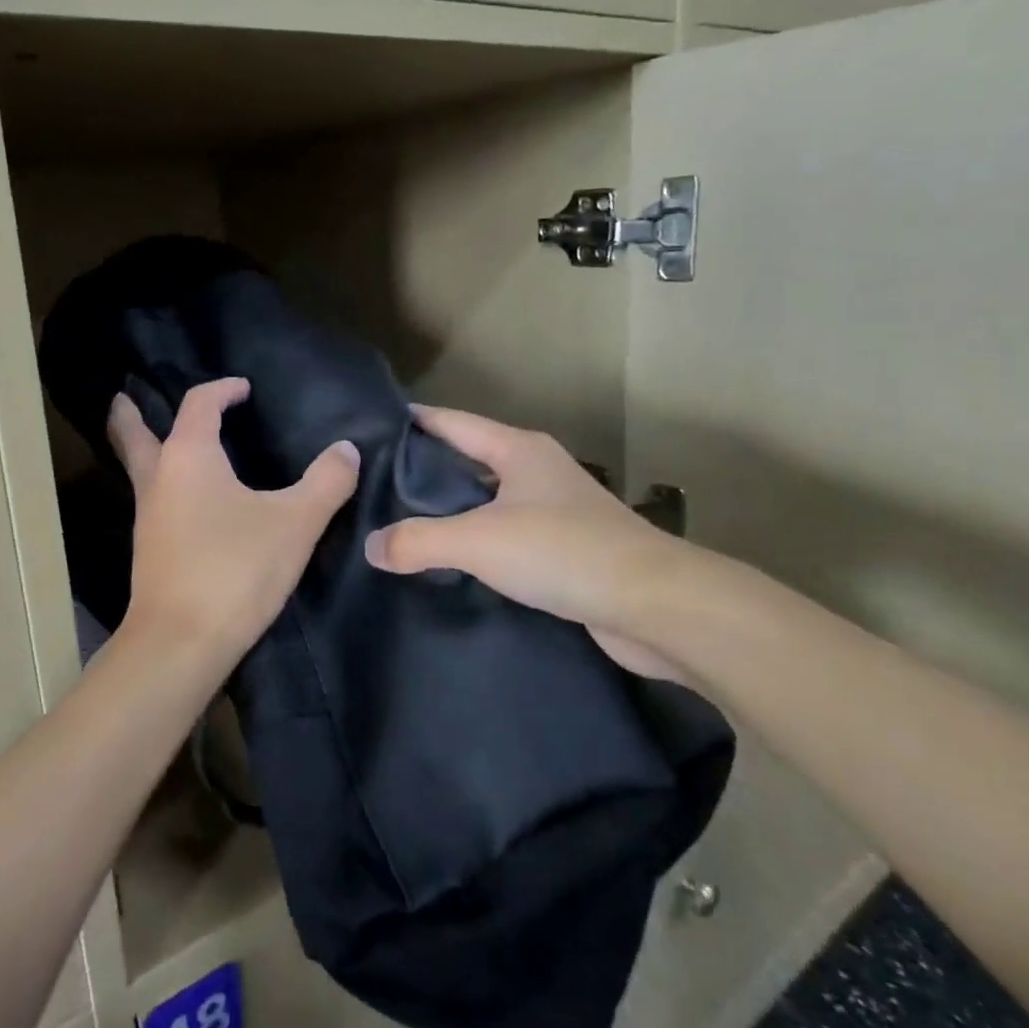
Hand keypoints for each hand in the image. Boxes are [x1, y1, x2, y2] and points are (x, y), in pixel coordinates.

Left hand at [109, 377, 359, 671]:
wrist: (182, 641)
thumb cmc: (236, 568)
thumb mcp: (295, 523)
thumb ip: (326, 482)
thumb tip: (346, 450)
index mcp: (189, 456)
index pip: (198, 404)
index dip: (222, 389)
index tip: (243, 390)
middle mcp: (158, 478)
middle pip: (132, 433)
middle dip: (130, 414)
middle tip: (126, 396)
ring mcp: (147, 516)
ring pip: (139, 468)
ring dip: (146, 449)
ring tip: (164, 442)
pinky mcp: (149, 549)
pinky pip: (152, 499)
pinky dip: (162, 484)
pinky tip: (187, 500)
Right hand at [364, 406, 692, 679]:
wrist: (657, 606)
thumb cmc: (564, 551)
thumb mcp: (478, 540)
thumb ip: (418, 540)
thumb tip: (371, 547)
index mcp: (518, 449)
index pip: (451, 422)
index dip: (412, 421)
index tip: (370, 427)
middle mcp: (536, 471)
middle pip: (467, 459)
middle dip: (423, 469)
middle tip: (371, 484)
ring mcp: (554, 511)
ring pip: (486, 501)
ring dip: (449, 510)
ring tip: (399, 524)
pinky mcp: (564, 550)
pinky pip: (504, 536)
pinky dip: (475, 543)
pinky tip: (447, 563)